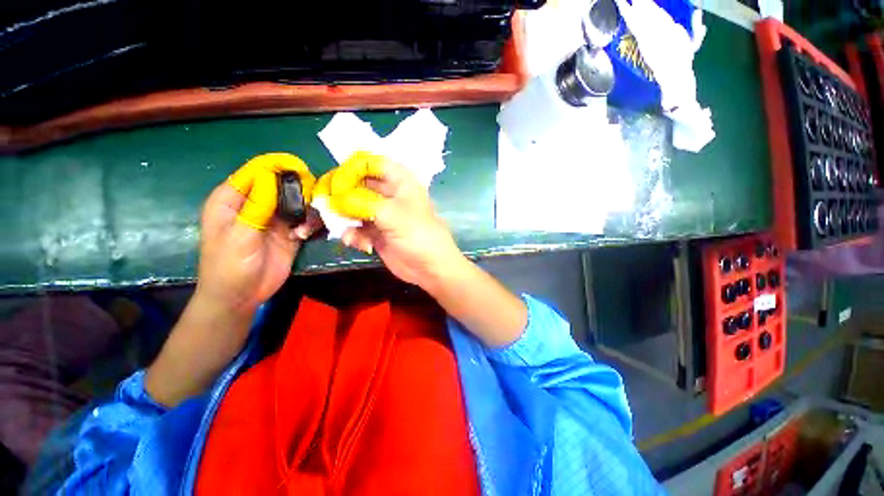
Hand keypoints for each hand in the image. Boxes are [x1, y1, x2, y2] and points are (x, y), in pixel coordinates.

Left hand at [198, 153, 321, 315]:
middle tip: (312, 197)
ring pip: (295, 201)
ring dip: (306, 207)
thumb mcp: (239, 235)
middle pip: (280, 184)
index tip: (301, 169)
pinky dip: (309, 223)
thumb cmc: (229, 266)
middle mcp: (255, 204)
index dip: (277, 165)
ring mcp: (273, 219)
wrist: (241, 297)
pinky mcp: (288, 232)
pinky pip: (303, 219)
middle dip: (298, 188)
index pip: (256, 171)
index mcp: (232, 199)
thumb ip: (256, 206)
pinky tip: (306, 233)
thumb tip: (272, 175)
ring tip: (306, 222)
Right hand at [324, 152, 465, 288]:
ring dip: (344, 218)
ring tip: (343, 230)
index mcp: (399, 181)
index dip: (351, 169)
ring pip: (353, 207)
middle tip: (326, 207)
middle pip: (357, 184)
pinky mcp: (376, 231)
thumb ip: (362, 203)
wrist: (430, 268)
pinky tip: (358, 243)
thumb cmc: (419, 236)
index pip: (370, 162)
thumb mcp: (393, 215)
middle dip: (340, 195)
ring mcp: (381, 213)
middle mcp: (389, 193)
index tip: (336, 185)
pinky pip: (356, 227)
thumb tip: (333, 199)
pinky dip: (353, 234)